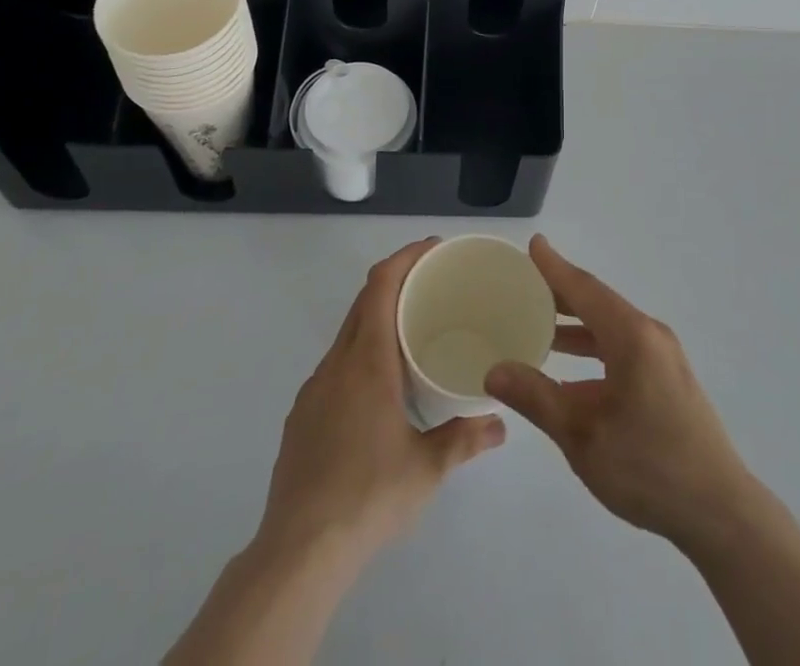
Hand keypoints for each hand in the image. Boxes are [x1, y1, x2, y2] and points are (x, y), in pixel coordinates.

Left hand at [258, 238, 504, 569]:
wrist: (299, 551)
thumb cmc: (370, 495)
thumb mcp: (428, 468)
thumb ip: (465, 438)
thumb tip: (501, 424)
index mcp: (368, 362)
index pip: (381, 286)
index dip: (405, 257)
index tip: (432, 248)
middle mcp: (337, 364)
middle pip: (363, 302)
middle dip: (395, 281)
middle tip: (432, 283)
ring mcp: (313, 390)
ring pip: (347, 334)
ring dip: (376, 318)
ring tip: (410, 332)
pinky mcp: (301, 416)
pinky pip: (335, 366)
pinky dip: (360, 353)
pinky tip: (378, 387)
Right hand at [484, 235, 754, 549]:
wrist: (719, 511)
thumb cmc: (648, 467)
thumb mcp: (582, 435)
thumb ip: (537, 398)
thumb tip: (494, 370)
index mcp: (631, 336)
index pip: (585, 289)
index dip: (555, 267)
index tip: (533, 244)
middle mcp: (649, 335)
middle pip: (598, 303)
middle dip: (561, 294)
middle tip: (524, 285)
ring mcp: (663, 357)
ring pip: (611, 327)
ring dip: (577, 325)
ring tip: (539, 326)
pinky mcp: (668, 379)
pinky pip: (623, 348)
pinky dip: (594, 348)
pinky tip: (571, 372)